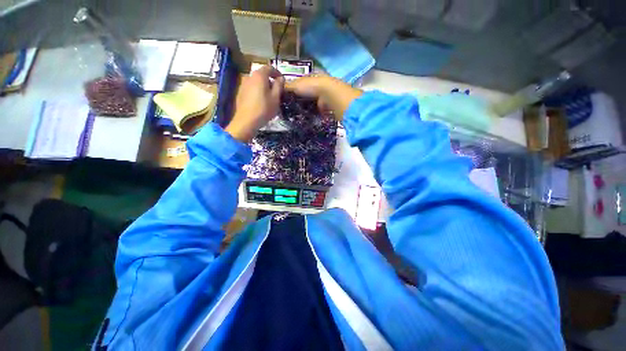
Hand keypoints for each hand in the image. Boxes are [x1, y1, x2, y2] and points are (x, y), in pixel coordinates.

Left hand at [226, 65, 284, 142]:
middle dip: (270, 80)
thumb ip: (279, 86)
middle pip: (262, 74)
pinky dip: (257, 91)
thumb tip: (281, 79)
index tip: (282, 80)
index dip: (277, 73)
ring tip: (268, 97)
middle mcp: (249, 76)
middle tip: (276, 90)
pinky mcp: (240, 93)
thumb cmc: (264, 109)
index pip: (269, 68)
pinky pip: (251, 88)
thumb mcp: (276, 98)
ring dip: (263, 86)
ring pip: (256, 82)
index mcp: (259, 75)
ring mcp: (243, 84)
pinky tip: (260, 101)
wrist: (246, 121)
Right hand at [286, 75, 361, 121]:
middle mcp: (317, 86)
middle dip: (300, 101)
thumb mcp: (296, 85)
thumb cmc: (311, 87)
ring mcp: (323, 97)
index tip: (286, 99)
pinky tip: (306, 119)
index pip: (299, 84)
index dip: (293, 91)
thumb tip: (278, 89)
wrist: (329, 95)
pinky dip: (313, 115)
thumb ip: (288, 87)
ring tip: (296, 116)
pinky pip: (317, 111)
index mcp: (310, 78)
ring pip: (312, 103)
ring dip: (306, 109)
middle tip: (290, 110)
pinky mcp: (326, 106)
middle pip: (306, 95)